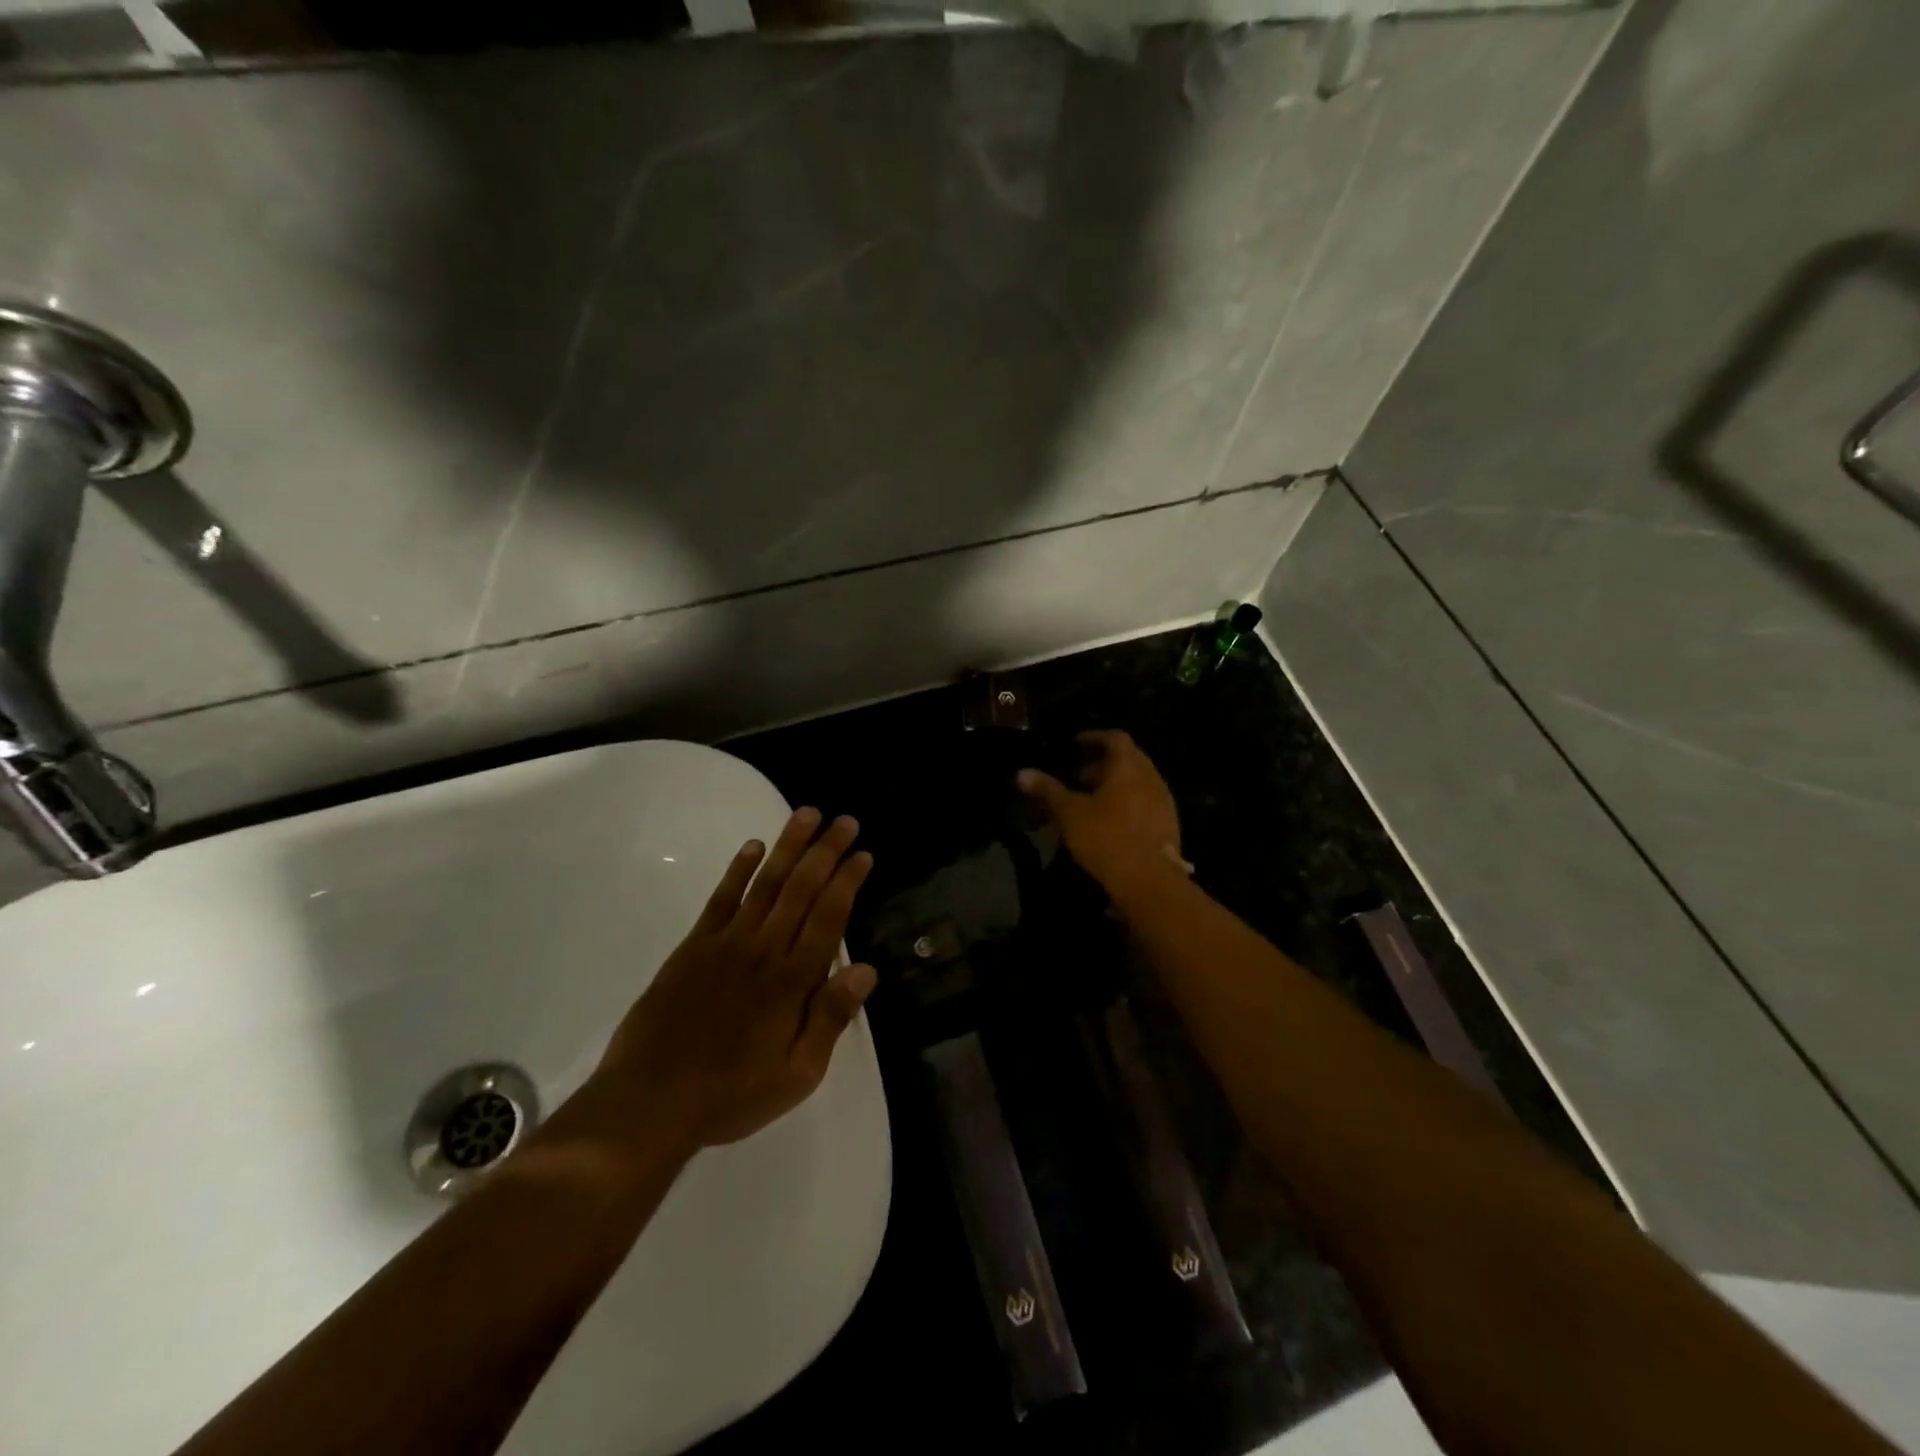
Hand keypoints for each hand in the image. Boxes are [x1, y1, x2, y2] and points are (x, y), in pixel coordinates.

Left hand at [594, 807, 877, 1151]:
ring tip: (807, 815)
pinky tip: (753, 847)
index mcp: (792, 982)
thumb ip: (830, 1019)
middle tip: (845, 821)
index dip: (847, 882)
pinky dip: (738, 870)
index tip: (863, 854)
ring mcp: (725, 944)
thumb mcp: (797, 1076)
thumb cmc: (730, 1095)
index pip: (828, 918)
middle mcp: (763, 951)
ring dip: (788, 847)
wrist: (648, 1103)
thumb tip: (866, 970)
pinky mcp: (692, 948)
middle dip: (826, 852)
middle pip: (801, 890)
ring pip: (765, 884)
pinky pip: (720, 899)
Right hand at [1019, 730, 1184, 899]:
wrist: (1149, 882)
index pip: (1115, 738)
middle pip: (1128, 761)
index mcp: (1129, 767)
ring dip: (1114, 787)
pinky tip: (1109, 825)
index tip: (1076, 744)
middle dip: (1102, 765)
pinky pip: (1144, 805)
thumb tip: (1022, 773)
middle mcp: (1151, 779)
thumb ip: (1048, 791)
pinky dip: (1126, 805)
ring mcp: (1164, 803)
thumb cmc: (1106, 838)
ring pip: (1137, 784)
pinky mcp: (1168, 827)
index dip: (1094, 738)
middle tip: (1077, 777)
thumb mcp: (1069, 813)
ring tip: (1090, 803)